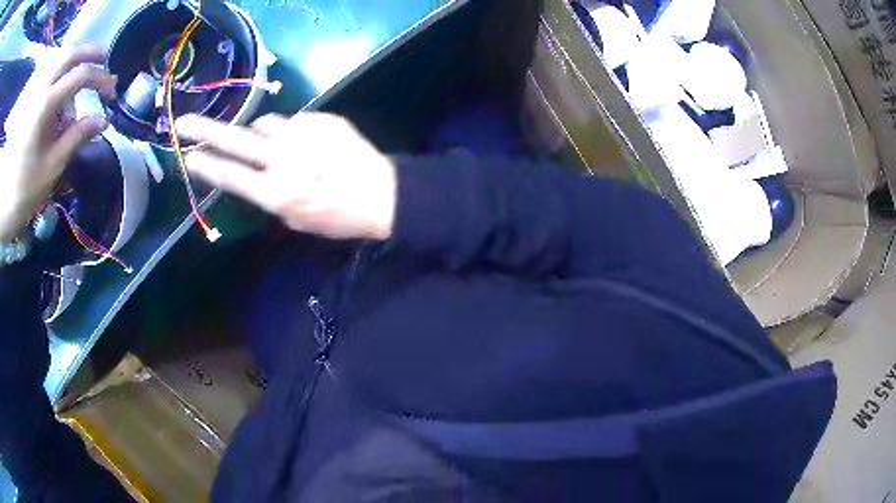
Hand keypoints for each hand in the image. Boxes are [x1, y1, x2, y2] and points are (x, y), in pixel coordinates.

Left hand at [0, 47, 115, 239]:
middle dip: (88, 53)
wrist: (2, 207)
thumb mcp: (50, 169)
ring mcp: (30, 94)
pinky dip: (53, 72)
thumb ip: (75, 138)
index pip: (79, 76)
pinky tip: (55, 85)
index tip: (111, 90)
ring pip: (55, 60)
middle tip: (102, 59)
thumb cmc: (22, 193)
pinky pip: (43, 74)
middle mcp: (38, 90)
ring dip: (69, 63)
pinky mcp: (25, 103)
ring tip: (74, 79)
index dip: (99, 78)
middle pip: (68, 54)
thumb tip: (103, 121)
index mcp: (44, 105)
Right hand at [176, 112, 397, 240]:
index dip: (205, 165)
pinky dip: (295, 132)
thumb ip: (269, 193)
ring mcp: (304, 134)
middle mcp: (285, 159)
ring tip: (280, 148)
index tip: (187, 155)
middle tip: (184, 123)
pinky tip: (312, 145)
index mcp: (277, 192)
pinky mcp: (323, 119)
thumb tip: (252, 168)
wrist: (382, 192)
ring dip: (263, 134)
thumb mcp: (296, 218)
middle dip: (205, 131)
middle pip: (236, 140)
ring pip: (266, 124)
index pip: (230, 176)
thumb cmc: (337, 216)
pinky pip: (295, 121)